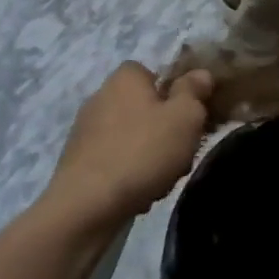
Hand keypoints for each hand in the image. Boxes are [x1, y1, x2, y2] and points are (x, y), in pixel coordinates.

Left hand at [45, 62, 212, 225]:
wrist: (87, 205)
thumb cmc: (143, 151)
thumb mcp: (185, 117)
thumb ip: (194, 92)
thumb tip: (200, 74)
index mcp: (126, 77)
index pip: (154, 73)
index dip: (175, 93)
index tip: (189, 117)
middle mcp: (101, 96)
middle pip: (145, 108)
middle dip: (166, 130)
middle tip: (181, 154)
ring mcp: (85, 130)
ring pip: (132, 137)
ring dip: (149, 155)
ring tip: (161, 180)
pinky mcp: (77, 161)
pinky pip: (114, 160)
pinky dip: (128, 173)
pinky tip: (138, 194)